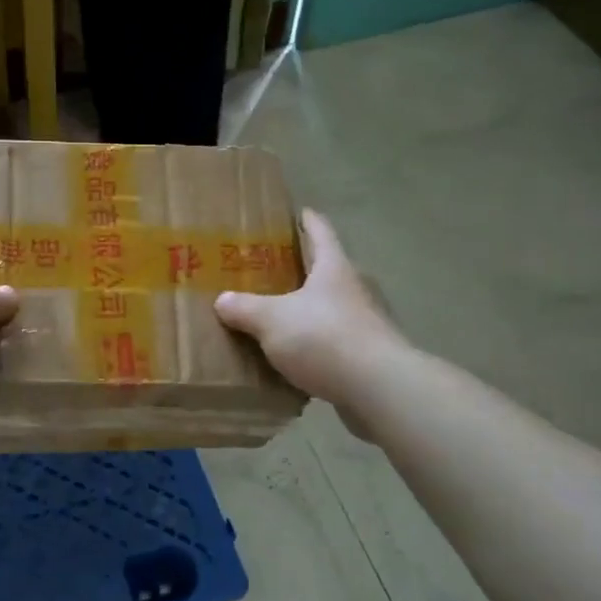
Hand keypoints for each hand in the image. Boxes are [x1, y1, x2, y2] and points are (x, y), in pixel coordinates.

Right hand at [215, 210, 407, 422]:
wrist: (378, 388)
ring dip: (308, 312)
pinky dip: (314, 348)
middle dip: (303, 270)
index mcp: (334, 268)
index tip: (300, 212)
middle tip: (272, 269)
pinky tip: (294, 361)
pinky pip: (332, 345)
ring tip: (278, 317)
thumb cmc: (324, 337)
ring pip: (330, 310)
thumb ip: (245, 308)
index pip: (321, 233)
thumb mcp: (272, 320)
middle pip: (327, 272)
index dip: (308, 221)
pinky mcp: (366, 358)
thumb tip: (223, 300)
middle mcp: (353, 290)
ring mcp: (364, 325)